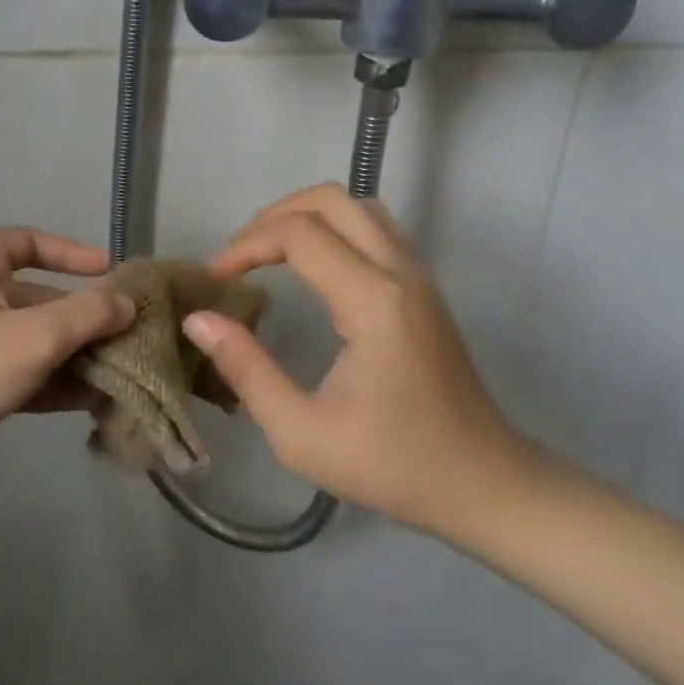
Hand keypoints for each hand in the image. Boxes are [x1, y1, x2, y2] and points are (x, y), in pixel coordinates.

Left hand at [0, 227, 133, 489]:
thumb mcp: (34, 335)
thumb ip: (87, 314)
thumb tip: (128, 302)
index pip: (27, 240)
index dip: (70, 251)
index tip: (108, 270)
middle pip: (37, 296)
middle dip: (82, 316)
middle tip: (127, 333)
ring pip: (33, 339)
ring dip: (74, 354)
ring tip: (121, 372)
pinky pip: (21, 373)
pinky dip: (54, 382)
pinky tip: (93, 401)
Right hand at [183, 184, 538, 541]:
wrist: (484, 484)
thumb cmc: (393, 465)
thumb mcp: (302, 433)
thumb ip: (246, 371)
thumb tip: (198, 320)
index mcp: (372, 302)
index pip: (299, 234)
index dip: (248, 245)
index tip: (217, 279)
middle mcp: (399, 271)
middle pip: (329, 199)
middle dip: (273, 216)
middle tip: (239, 256)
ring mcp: (418, 273)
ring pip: (356, 205)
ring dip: (305, 215)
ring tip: (269, 251)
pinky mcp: (424, 285)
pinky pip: (374, 226)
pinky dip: (333, 226)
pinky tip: (311, 264)